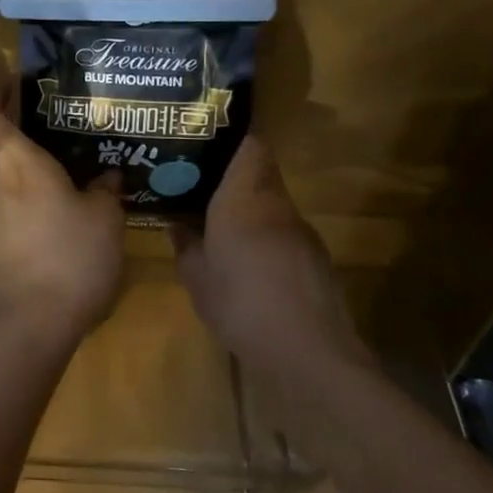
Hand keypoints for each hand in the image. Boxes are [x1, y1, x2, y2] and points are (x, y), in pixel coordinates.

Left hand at [0, 88, 123, 344]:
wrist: (36, 320)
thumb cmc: (72, 255)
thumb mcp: (105, 217)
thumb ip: (104, 190)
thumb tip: (105, 176)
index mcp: (18, 163)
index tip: (12, 84)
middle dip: (7, 125)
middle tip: (44, 118)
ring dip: (19, 162)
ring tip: (61, 160)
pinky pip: (7, 203)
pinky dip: (25, 193)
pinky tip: (59, 202)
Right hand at [171, 136, 369, 374]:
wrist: (308, 353)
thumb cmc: (241, 304)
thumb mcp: (197, 278)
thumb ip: (185, 246)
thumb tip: (176, 225)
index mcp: (244, 199)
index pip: (251, 146)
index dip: (234, 138)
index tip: (209, 141)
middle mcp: (277, 205)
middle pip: (261, 173)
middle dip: (233, 176)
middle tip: (200, 185)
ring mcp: (301, 232)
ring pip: (272, 204)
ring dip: (249, 209)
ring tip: (218, 224)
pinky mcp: (316, 259)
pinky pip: (284, 233)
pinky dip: (266, 237)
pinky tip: (249, 263)